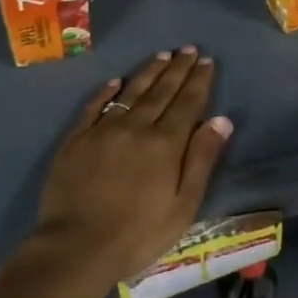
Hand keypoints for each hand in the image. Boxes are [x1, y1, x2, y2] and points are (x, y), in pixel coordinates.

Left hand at [32, 48, 233, 286]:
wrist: (76, 248)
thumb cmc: (138, 234)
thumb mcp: (183, 205)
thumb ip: (202, 159)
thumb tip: (221, 120)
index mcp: (166, 143)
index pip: (188, 103)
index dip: (199, 81)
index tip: (207, 61)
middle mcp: (136, 127)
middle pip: (161, 91)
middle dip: (178, 69)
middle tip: (188, 49)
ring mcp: (103, 130)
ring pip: (130, 92)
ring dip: (148, 72)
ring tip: (162, 55)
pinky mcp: (76, 139)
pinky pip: (94, 106)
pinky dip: (106, 91)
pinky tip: (115, 81)